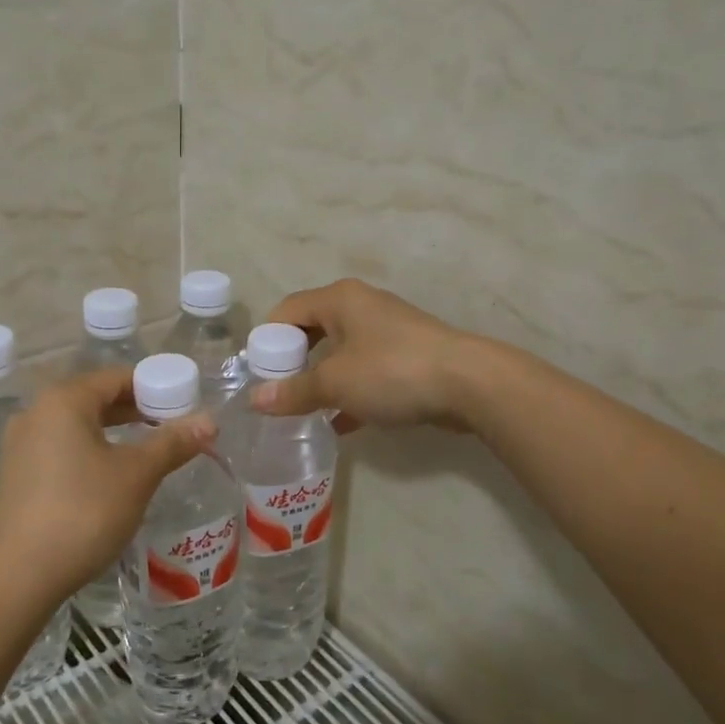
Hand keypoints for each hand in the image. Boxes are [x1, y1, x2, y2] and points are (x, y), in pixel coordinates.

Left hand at [0, 368, 215, 602]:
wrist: (18, 576)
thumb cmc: (83, 512)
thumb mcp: (136, 475)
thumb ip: (172, 443)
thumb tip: (209, 420)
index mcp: (64, 401)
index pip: (116, 378)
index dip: (153, 388)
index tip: (182, 406)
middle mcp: (35, 413)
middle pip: (94, 399)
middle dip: (134, 411)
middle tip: (170, 430)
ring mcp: (19, 445)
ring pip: (76, 427)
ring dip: (111, 434)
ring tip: (144, 454)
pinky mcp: (14, 476)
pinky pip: (58, 450)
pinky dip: (87, 454)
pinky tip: (106, 480)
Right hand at [250, 278, 475, 432]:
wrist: (469, 383)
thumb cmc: (392, 371)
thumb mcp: (335, 383)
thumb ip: (293, 391)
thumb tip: (255, 400)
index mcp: (339, 299)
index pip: (287, 309)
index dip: (268, 339)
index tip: (258, 373)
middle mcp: (361, 306)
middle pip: (313, 329)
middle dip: (294, 361)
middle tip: (279, 392)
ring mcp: (387, 331)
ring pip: (341, 352)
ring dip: (321, 379)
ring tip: (304, 410)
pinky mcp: (407, 356)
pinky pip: (365, 370)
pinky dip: (349, 392)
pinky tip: (340, 424)